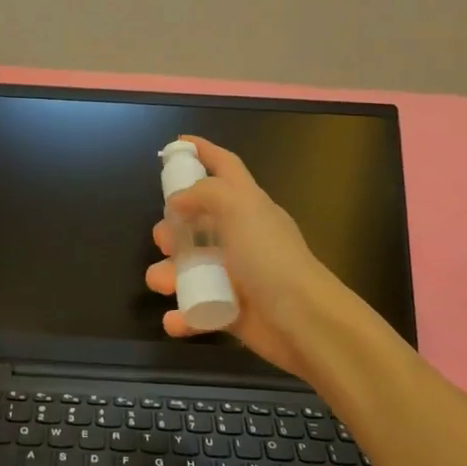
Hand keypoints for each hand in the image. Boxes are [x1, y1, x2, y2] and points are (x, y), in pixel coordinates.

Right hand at [145, 136, 373, 384]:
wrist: (305, 320)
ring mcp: (236, 274)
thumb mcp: (239, 208)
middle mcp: (241, 235)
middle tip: (163, 239)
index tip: (175, 145)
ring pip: (191, 267)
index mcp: (247, 204)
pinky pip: (198, 309)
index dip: (202, 151)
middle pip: (198, 221)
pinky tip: (174, 318)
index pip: (224, 166)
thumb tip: (178, 200)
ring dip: (169, 274)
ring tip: (161, 281)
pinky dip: (182, 314)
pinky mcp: (232, 310)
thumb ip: (205, 193)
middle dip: (173, 227)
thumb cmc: (270, 257)